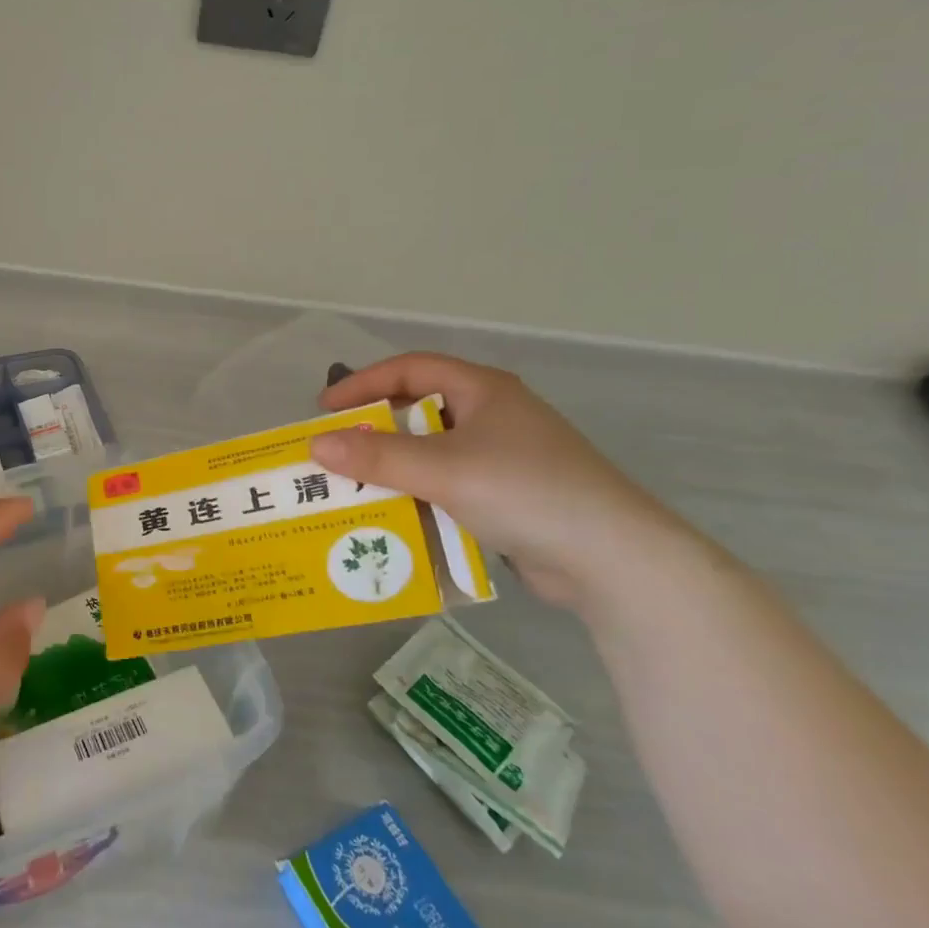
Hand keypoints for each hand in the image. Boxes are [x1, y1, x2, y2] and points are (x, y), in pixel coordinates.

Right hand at [310, 353, 692, 609]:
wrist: (612, 558)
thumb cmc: (524, 491)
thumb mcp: (442, 469)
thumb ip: (377, 457)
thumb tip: (316, 445)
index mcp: (482, 390)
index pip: (410, 368)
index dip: (363, 383)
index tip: (325, 409)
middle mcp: (492, 415)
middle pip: (419, 411)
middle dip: (375, 431)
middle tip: (337, 452)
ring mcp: (503, 458)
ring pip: (432, 453)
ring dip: (395, 470)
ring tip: (355, 489)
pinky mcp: (508, 497)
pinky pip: (449, 487)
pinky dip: (420, 497)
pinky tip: (397, 518)